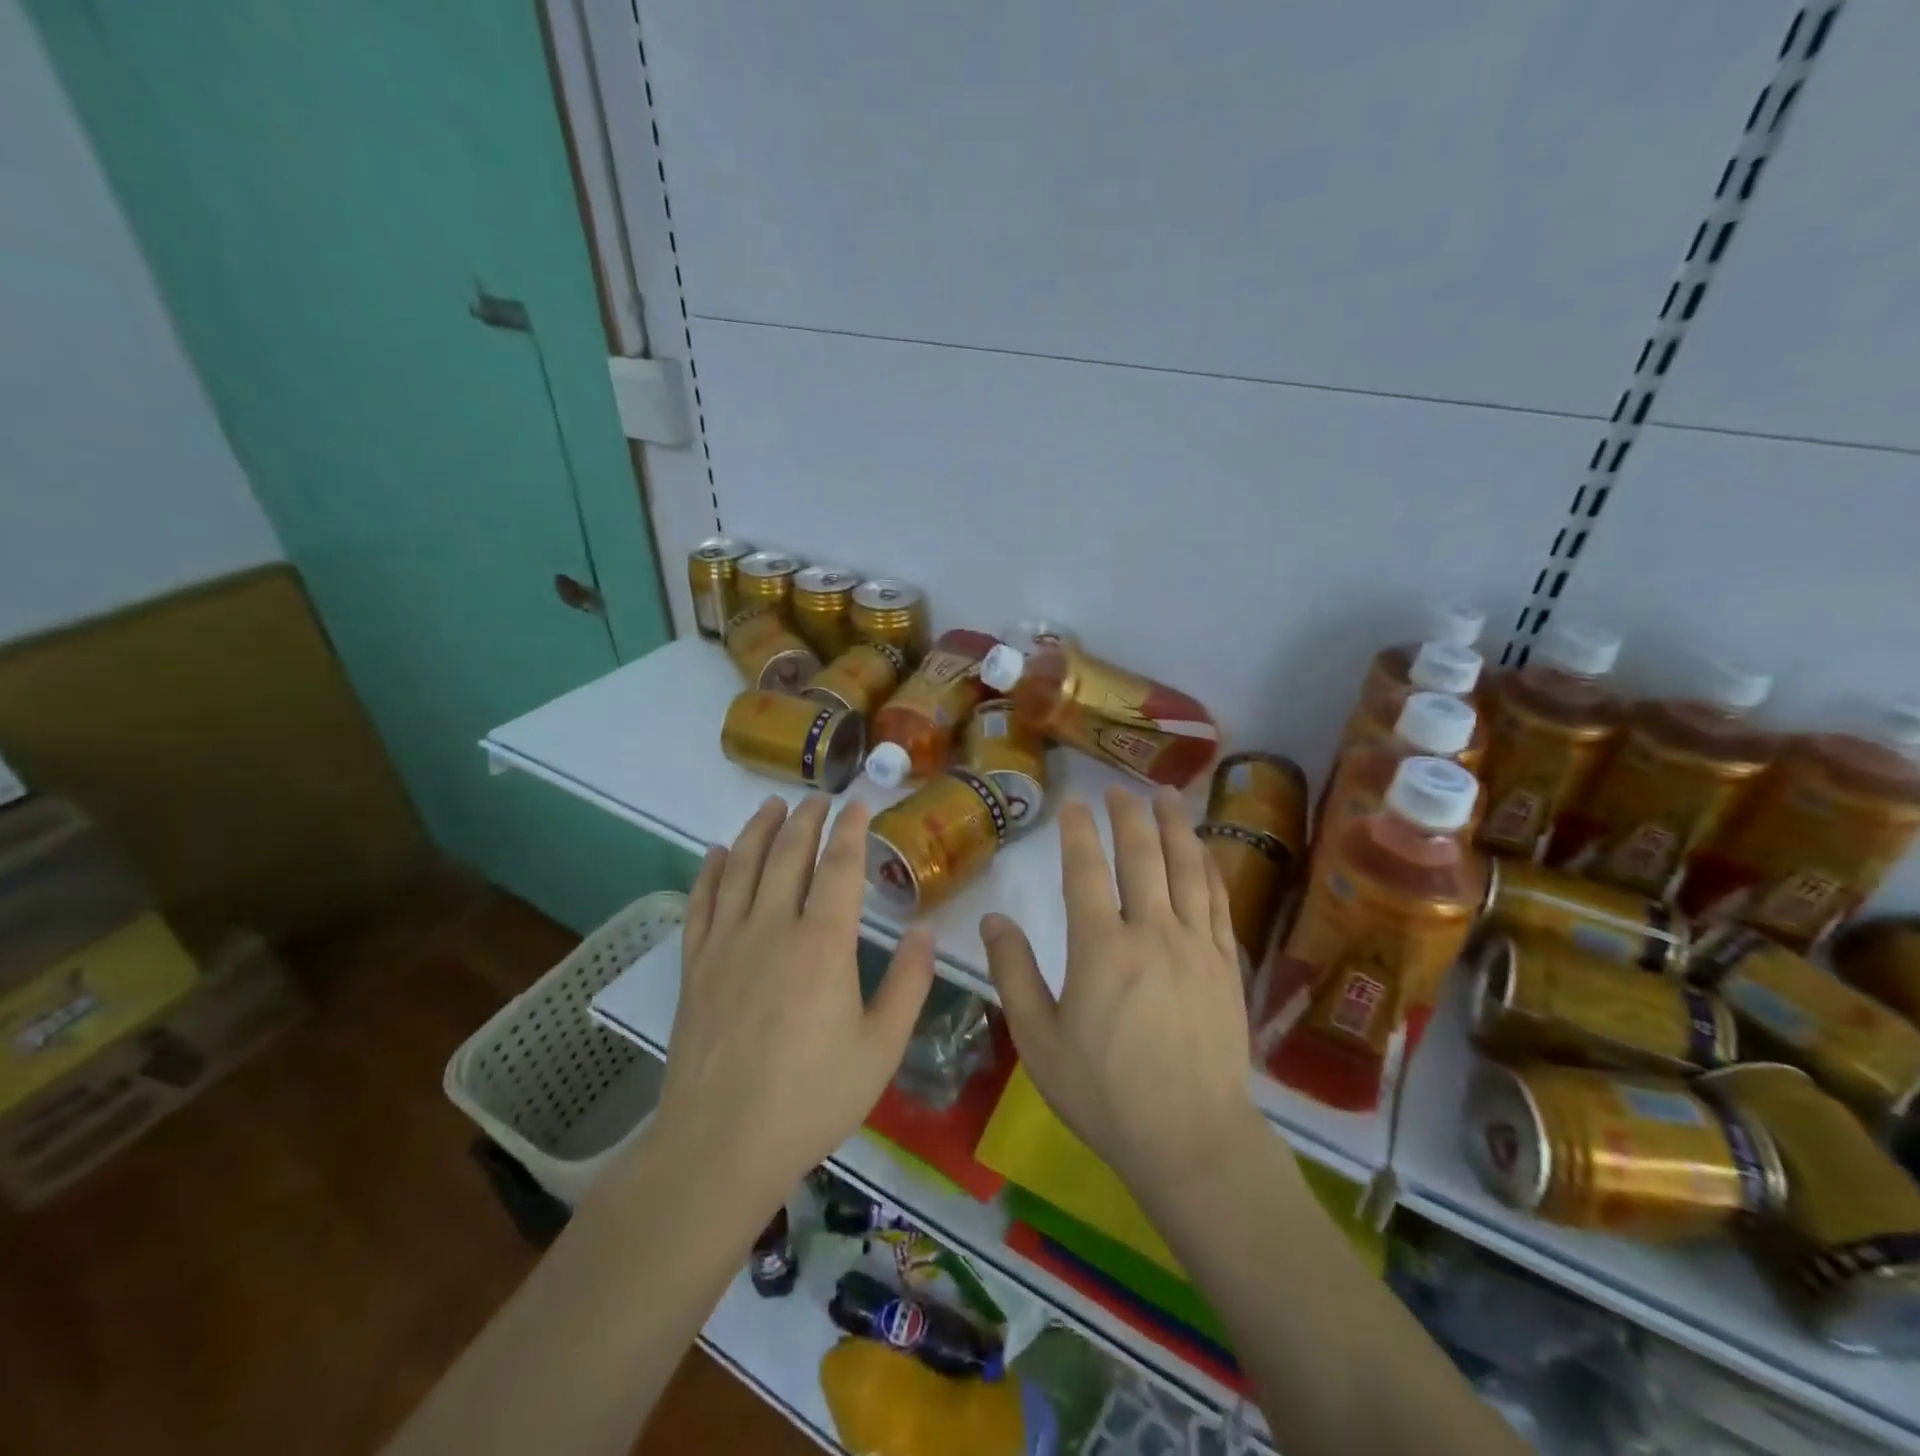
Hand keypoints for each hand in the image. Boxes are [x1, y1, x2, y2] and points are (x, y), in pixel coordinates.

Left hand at [652, 795, 934, 1208]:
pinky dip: (709, 871)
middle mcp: (772, 927)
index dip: (850, 829)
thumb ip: (909, 985)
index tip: (858, 803)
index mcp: (823, 943)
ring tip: (772, 805)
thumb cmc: (811, 1099)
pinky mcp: (695, 965)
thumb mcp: (881, 1048)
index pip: (839, 866)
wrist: (720, 1146)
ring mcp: (726, 943)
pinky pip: (701, 902)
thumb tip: (926, 931)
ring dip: (758, 830)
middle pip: (787, 854)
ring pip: (740, 866)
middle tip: (819, 797)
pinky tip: (715, 853)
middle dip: (806, 819)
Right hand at [982, 786, 1267, 1196]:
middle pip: (1142, 856)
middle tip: (1120, 788)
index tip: (1073, 803)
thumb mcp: (1038, 1040)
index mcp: (1100, 948)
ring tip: (1167, 794)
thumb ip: (1014, 974)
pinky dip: (1208, 867)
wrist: (1192, 1138)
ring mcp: (1196, 946)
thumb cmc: (1105, 1093)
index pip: (1086, 871)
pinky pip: (1219, 901)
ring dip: (1175, 826)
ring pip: (1187, 868)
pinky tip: (1203, 850)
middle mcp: (1151, 933)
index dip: (1078, 831)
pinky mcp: (1227, 965)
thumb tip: (994, 919)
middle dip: (1129, 815)